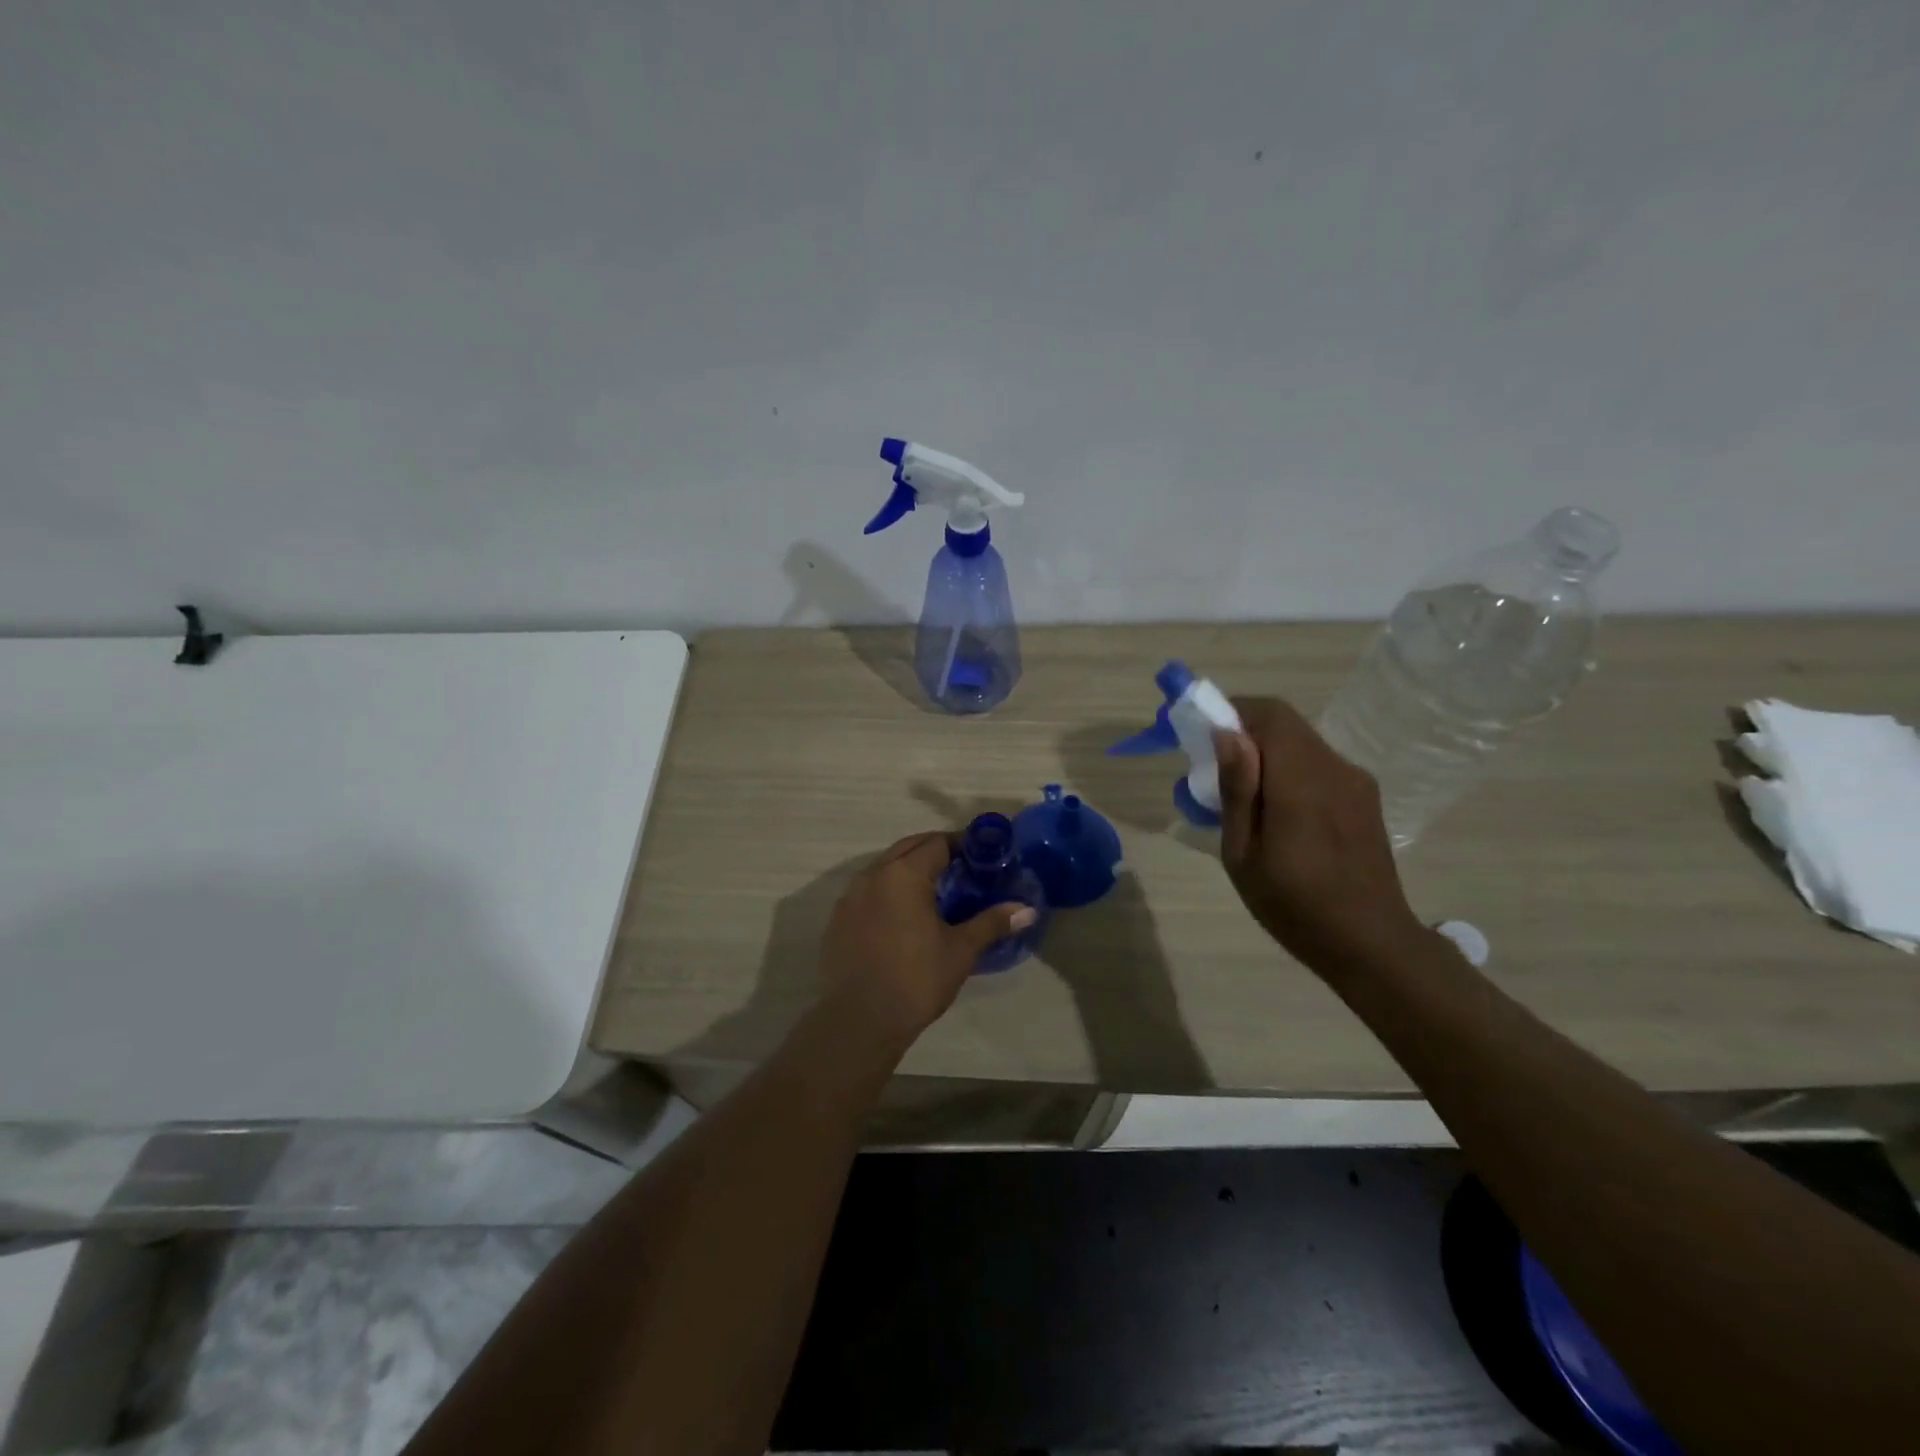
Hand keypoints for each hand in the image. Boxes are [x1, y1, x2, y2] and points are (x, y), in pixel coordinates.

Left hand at [819, 832, 1036, 1047]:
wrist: (859, 1020)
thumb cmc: (916, 979)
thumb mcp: (960, 950)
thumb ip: (992, 923)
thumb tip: (1028, 910)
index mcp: (904, 874)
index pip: (937, 842)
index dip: (962, 845)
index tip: (982, 857)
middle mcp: (873, 874)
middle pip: (908, 848)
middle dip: (935, 851)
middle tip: (963, 870)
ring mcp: (850, 896)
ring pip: (885, 868)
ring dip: (909, 869)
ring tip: (935, 892)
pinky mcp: (838, 919)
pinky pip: (868, 891)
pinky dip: (888, 891)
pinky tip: (903, 917)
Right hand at [1213, 698, 1427, 973]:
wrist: (1372, 944)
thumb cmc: (1294, 905)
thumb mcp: (1244, 854)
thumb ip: (1237, 789)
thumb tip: (1227, 734)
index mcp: (1302, 783)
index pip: (1270, 714)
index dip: (1233, 711)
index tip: (1202, 735)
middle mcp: (1335, 769)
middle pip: (1286, 725)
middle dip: (1245, 733)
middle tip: (1216, 772)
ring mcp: (1355, 781)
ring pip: (1301, 743)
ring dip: (1267, 754)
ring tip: (1245, 800)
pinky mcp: (1364, 796)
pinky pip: (1318, 765)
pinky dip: (1289, 771)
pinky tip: (1279, 815)